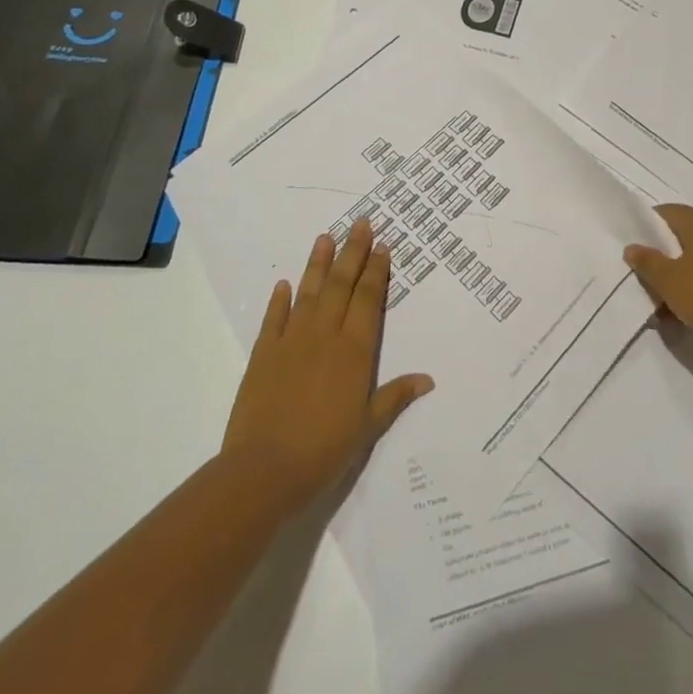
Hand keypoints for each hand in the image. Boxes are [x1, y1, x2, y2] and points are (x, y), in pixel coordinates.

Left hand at [221, 219, 433, 512]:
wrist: (264, 470)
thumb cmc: (324, 450)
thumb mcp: (368, 427)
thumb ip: (395, 397)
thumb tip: (428, 379)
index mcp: (355, 350)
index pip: (369, 299)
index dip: (377, 271)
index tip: (383, 245)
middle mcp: (325, 335)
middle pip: (341, 284)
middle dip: (353, 252)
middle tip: (361, 223)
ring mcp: (292, 341)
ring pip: (309, 292)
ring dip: (318, 263)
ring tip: (326, 236)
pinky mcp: (263, 354)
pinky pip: (274, 318)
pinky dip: (280, 299)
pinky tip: (285, 283)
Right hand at [624, 204, 692, 354]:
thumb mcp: (667, 279)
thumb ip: (647, 261)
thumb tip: (632, 247)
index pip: (668, 212)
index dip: (647, 225)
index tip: (632, 244)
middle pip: (682, 236)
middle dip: (661, 255)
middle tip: (642, 273)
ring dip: (677, 276)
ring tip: (659, 300)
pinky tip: (682, 311)